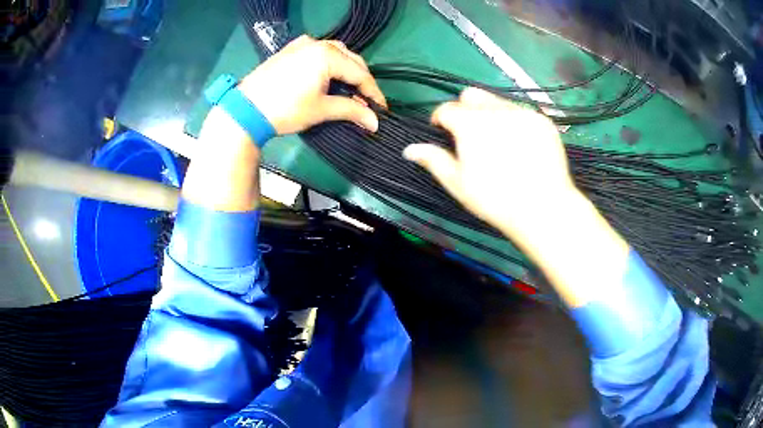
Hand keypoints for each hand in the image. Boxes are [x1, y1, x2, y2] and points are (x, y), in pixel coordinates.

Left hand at [238, 35, 385, 134]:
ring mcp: (302, 44)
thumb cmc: (286, 109)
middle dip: (360, 80)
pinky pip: (318, 53)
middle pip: (350, 60)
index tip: (381, 109)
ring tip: (348, 90)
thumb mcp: (321, 110)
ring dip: (345, 70)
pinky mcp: (290, 50)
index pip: (360, 73)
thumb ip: (352, 111)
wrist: (246, 110)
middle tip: (365, 101)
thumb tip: (375, 122)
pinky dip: (329, 64)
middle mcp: (318, 43)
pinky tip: (328, 77)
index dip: (373, 93)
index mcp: (328, 55)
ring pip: (335, 54)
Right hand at [403, 87, 574, 236]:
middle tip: (470, 134)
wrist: (543, 208)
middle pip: (471, 95)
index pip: (446, 108)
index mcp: (469, 122)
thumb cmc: (495, 199)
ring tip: (498, 141)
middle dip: (464, 108)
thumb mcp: (458, 183)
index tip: (442, 133)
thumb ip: (434, 160)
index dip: (439, 119)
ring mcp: (522, 112)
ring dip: (490, 114)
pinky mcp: (542, 120)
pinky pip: (522, 112)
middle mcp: (495, 109)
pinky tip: (521, 145)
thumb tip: (409, 149)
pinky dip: (515, 122)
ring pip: (498, 101)